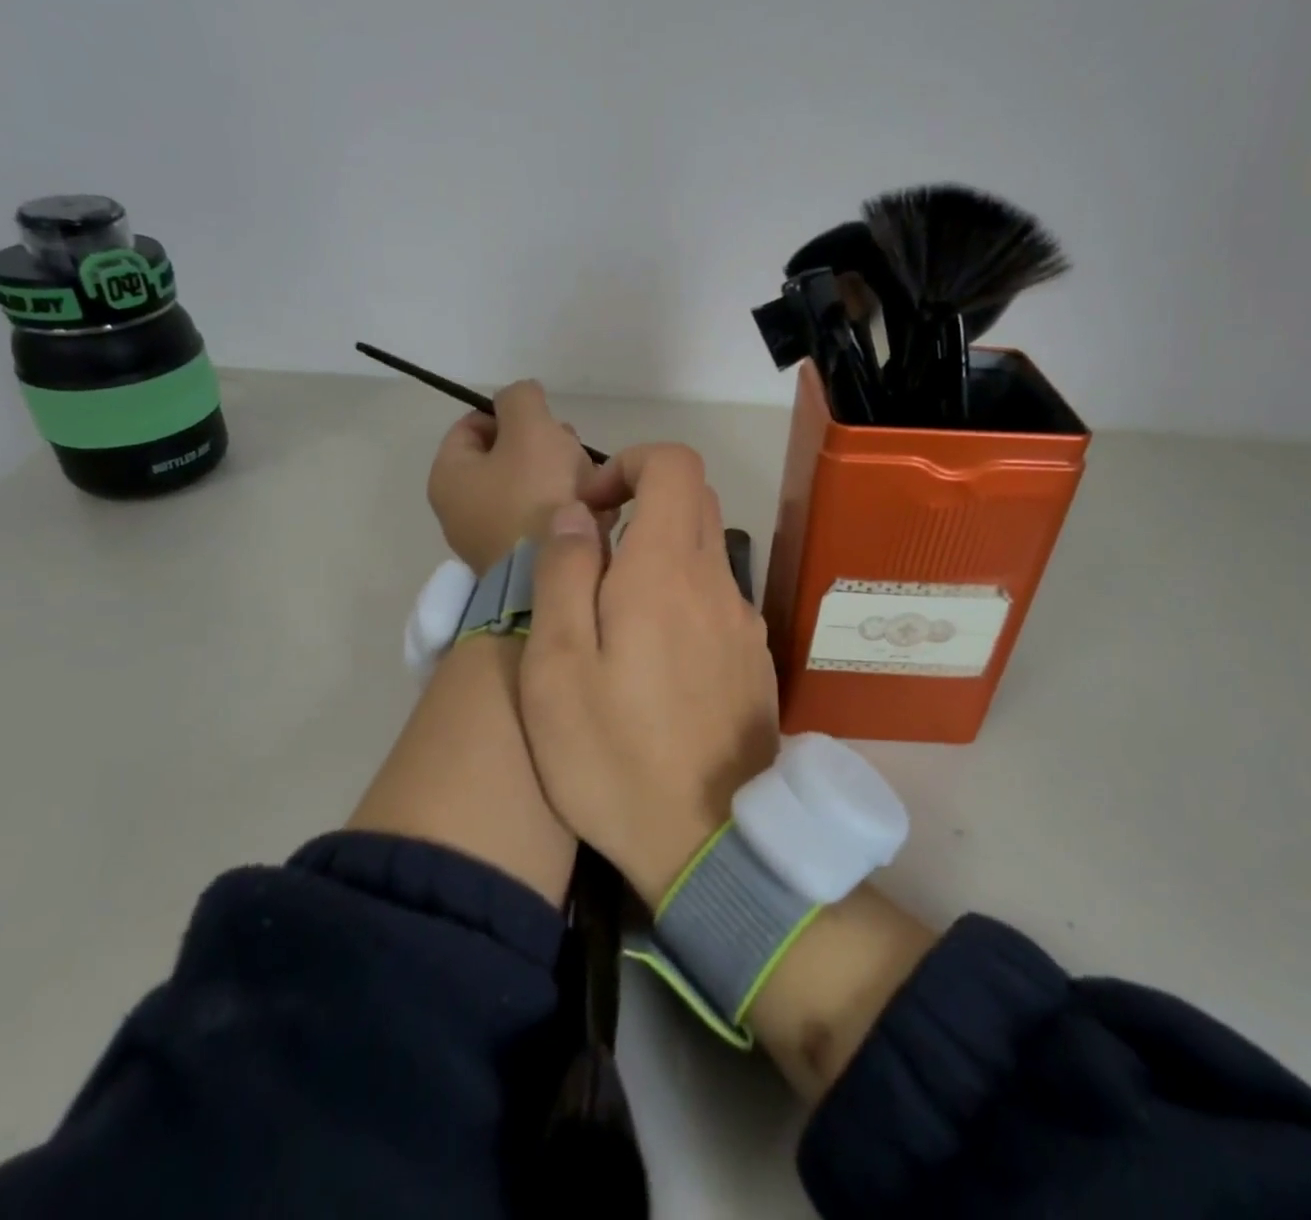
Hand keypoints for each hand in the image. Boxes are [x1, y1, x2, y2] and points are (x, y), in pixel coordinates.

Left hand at [426, 381, 612, 575]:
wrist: (554, 579)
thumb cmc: (535, 496)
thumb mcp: (529, 428)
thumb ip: (521, 398)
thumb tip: (521, 396)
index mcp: (450, 474)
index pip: (474, 424)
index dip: (512, 414)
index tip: (547, 422)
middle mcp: (462, 509)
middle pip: (507, 457)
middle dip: (546, 447)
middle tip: (573, 452)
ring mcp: (492, 538)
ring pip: (532, 488)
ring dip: (564, 477)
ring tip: (594, 483)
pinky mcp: (522, 561)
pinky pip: (545, 522)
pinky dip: (568, 511)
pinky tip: (596, 510)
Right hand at [519, 445, 780, 906]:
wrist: (708, 846)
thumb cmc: (612, 756)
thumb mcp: (556, 667)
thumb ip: (563, 574)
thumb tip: (575, 513)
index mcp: (668, 570)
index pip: (674, 464)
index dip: (628, 464)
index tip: (590, 509)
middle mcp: (718, 583)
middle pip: (694, 501)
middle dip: (640, 505)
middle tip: (592, 559)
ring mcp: (744, 624)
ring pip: (705, 553)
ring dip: (658, 557)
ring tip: (612, 622)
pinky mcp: (754, 662)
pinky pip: (716, 601)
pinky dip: (681, 599)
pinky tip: (651, 665)